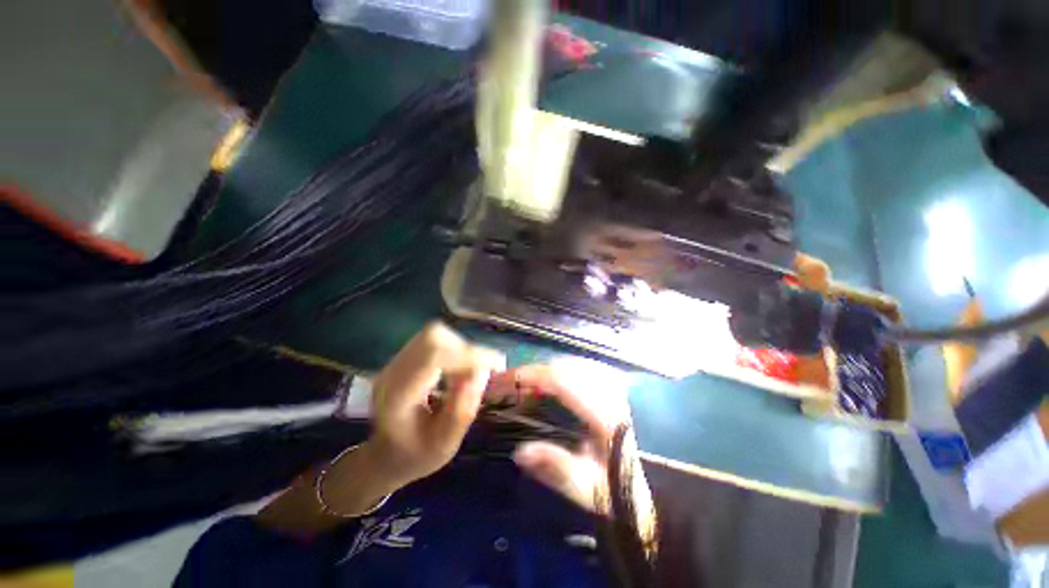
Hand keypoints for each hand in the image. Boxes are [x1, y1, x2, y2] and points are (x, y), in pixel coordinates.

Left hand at [368, 322, 505, 487]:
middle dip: (466, 350)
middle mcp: (392, 371)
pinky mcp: (405, 356)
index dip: (468, 355)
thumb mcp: (445, 445)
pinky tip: (458, 369)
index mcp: (397, 397)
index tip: (497, 365)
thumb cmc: (415, 456)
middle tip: (483, 371)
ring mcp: (396, 360)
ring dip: (461, 348)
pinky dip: (454, 349)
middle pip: (434, 337)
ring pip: (436, 334)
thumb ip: (463, 410)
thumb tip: (482, 371)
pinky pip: (435, 340)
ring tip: (469, 373)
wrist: (386, 455)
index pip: (433, 357)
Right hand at [496, 358, 633, 513]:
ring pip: (581, 364)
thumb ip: (555, 467)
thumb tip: (520, 451)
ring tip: (531, 378)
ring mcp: (615, 392)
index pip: (567, 383)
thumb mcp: (583, 488)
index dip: (537, 375)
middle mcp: (611, 397)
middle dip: (540, 369)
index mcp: (605, 418)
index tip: (512, 378)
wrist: (640, 495)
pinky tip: (556, 377)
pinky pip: (588, 368)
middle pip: (571, 368)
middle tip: (515, 380)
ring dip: (552, 367)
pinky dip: (567, 368)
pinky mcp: (615, 392)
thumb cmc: (611, 491)